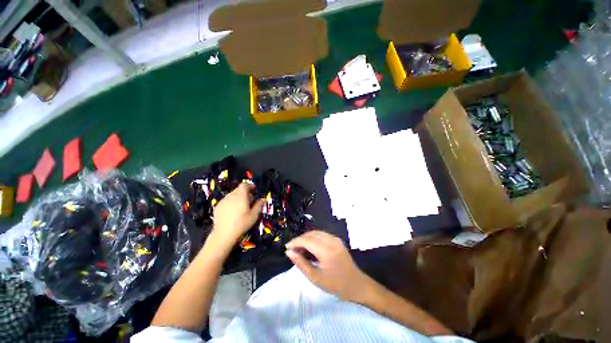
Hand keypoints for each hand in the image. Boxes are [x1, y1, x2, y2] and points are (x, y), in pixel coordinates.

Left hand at [211, 183, 264, 249]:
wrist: (223, 234)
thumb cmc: (241, 224)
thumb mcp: (254, 215)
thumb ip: (259, 205)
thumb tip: (263, 199)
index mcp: (241, 196)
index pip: (244, 185)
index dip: (250, 186)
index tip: (254, 190)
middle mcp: (231, 196)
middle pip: (238, 189)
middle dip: (245, 192)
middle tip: (250, 200)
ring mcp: (223, 201)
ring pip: (232, 195)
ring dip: (238, 197)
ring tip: (241, 207)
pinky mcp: (217, 206)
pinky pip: (226, 200)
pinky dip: (231, 202)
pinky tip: (232, 212)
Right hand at [285, 230, 370, 302]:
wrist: (357, 284)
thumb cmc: (336, 285)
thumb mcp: (315, 277)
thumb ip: (301, 263)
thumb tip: (289, 252)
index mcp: (326, 250)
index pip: (306, 240)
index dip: (295, 242)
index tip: (286, 247)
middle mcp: (331, 240)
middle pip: (311, 234)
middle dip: (300, 239)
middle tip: (292, 249)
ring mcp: (335, 238)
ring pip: (316, 233)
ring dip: (306, 238)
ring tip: (300, 248)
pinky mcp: (337, 240)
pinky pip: (322, 235)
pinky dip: (314, 238)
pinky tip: (310, 247)